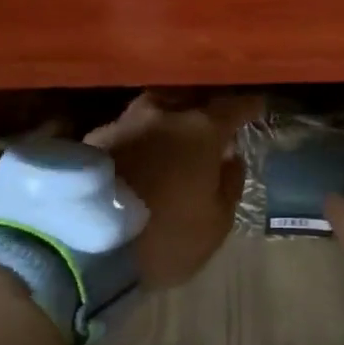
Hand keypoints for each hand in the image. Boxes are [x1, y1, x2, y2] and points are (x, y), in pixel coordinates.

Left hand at [86, 92, 263, 287]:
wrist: (86, 247)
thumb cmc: (166, 236)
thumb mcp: (216, 223)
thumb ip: (230, 185)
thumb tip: (232, 158)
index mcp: (200, 131)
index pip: (232, 106)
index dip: (247, 106)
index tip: (257, 106)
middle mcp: (162, 115)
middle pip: (188, 97)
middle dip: (203, 104)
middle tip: (211, 118)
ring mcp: (123, 122)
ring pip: (153, 108)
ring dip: (167, 116)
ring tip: (172, 132)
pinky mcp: (92, 140)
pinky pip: (126, 128)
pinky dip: (139, 135)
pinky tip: (139, 150)